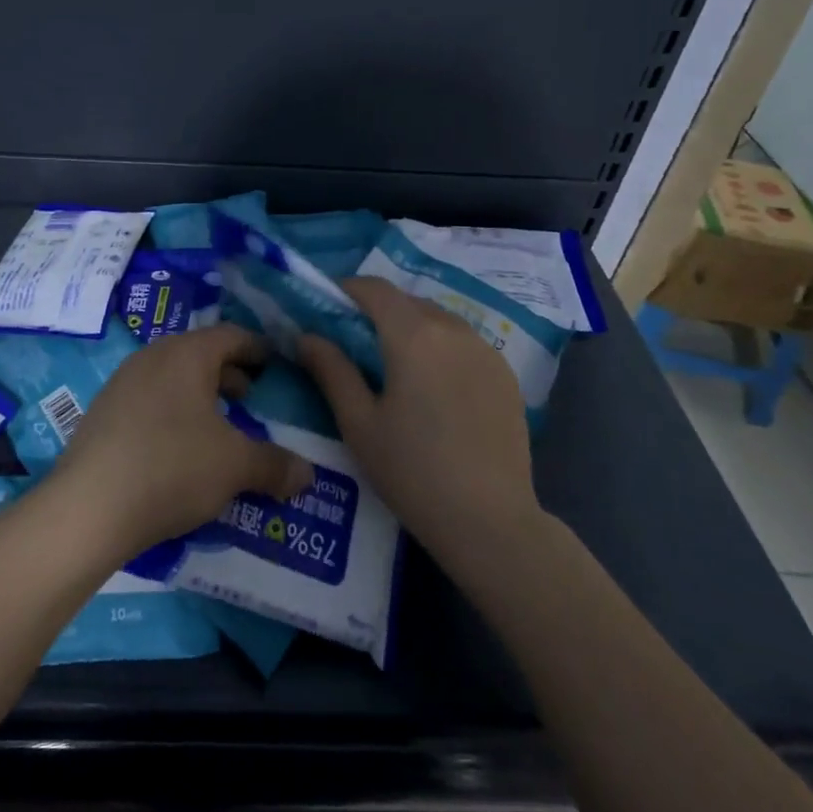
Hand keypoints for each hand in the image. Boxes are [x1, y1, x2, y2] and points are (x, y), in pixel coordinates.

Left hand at [53, 324, 313, 559]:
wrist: (88, 507)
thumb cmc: (172, 468)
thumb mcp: (234, 466)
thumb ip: (274, 465)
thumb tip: (308, 474)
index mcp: (186, 354)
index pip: (230, 335)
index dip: (257, 348)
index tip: (274, 362)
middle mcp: (152, 357)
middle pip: (199, 354)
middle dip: (228, 373)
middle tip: (250, 396)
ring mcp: (122, 383)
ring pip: (171, 377)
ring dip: (199, 395)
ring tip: (217, 424)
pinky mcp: (102, 412)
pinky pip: (149, 399)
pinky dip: (172, 411)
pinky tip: (179, 447)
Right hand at [298, 277, 539, 573]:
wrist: (491, 523)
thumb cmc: (412, 472)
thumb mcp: (359, 423)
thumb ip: (331, 370)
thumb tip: (307, 336)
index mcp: (413, 335)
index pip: (375, 288)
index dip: (346, 289)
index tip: (327, 308)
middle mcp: (454, 329)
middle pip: (407, 302)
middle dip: (377, 311)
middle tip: (355, 344)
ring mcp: (486, 350)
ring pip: (438, 320)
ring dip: (411, 328)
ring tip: (395, 367)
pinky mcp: (506, 374)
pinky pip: (464, 343)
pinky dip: (441, 348)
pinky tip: (434, 388)